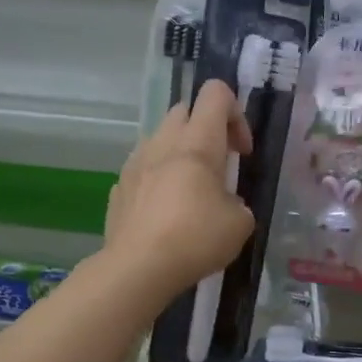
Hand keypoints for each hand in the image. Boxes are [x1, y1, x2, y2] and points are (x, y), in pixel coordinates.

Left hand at [103, 80, 255, 301]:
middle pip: (185, 110)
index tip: (242, 152)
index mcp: (197, 142)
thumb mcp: (240, 224)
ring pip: (160, 138)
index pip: (215, 93)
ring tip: (189, 191)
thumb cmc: (195, 238)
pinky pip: (142, 168)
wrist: (137, 268)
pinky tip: (164, 212)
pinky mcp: (119, 187)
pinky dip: (157, 179)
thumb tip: (227, 205)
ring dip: (178, 153)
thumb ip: (238, 203)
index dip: (236, 114)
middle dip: (205, 130)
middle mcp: (163, 142)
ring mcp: (135, 163)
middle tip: (218, 166)